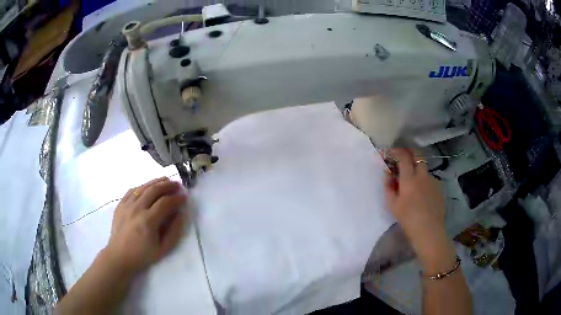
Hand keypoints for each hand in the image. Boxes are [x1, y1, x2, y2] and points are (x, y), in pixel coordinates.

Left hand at [104, 177, 186, 276]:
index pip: (165, 203)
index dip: (176, 198)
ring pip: (143, 187)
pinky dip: (142, 186)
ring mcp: (127, 205)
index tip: (184, 197)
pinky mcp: (120, 204)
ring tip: (166, 180)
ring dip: (156, 182)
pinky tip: (148, 186)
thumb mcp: (163, 248)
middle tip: (177, 185)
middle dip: (168, 185)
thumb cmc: (143, 254)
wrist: (120, 255)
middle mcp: (137, 209)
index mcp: (148, 221)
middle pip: (154, 190)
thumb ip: (174, 231)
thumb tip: (181, 214)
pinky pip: (132, 190)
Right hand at [384, 149, 453, 272]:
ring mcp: (432, 181)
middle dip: (409, 155)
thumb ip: (388, 186)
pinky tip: (422, 194)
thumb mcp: (392, 205)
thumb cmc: (407, 218)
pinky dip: (424, 181)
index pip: (404, 157)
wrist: (428, 230)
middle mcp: (422, 176)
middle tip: (403, 161)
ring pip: (424, 169)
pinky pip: (429, 179)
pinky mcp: (439, 188)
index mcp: (409, 179)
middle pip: (418, 157)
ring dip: (417, 170)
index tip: (390, 152)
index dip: (396, 151)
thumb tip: (387, 174)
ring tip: (412, 182)